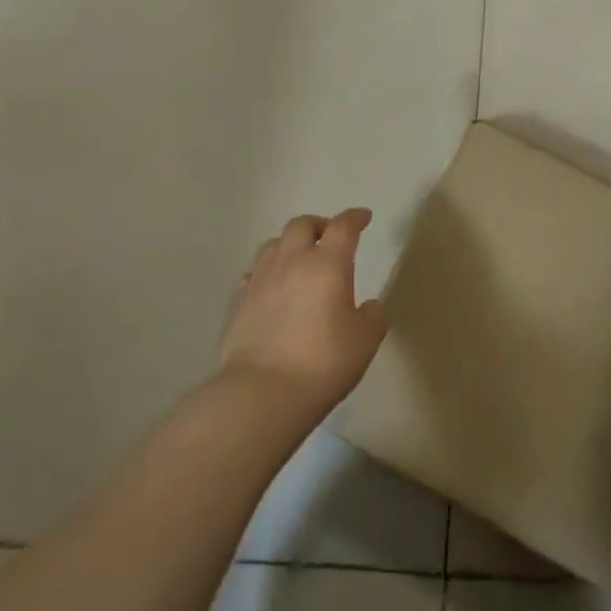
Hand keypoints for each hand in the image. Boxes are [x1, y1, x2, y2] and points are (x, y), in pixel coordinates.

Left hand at [219, 208, 387, 419]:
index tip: (363, 217)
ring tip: (298, 260)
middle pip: (302, 225)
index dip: (355, 217)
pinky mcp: (238, 302)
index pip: (343, 226)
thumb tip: (369, 306)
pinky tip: (271, 288)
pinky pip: (253, 273)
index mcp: (328, 263)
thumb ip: (373, 316)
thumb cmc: (323, 363)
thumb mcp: (365, 341)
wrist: (262, 393)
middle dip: (319, 225)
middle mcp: (292, 261)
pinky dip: (266, 273)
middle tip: (329, 237)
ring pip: (273, 244)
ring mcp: (260, 279)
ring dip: (290, 245)